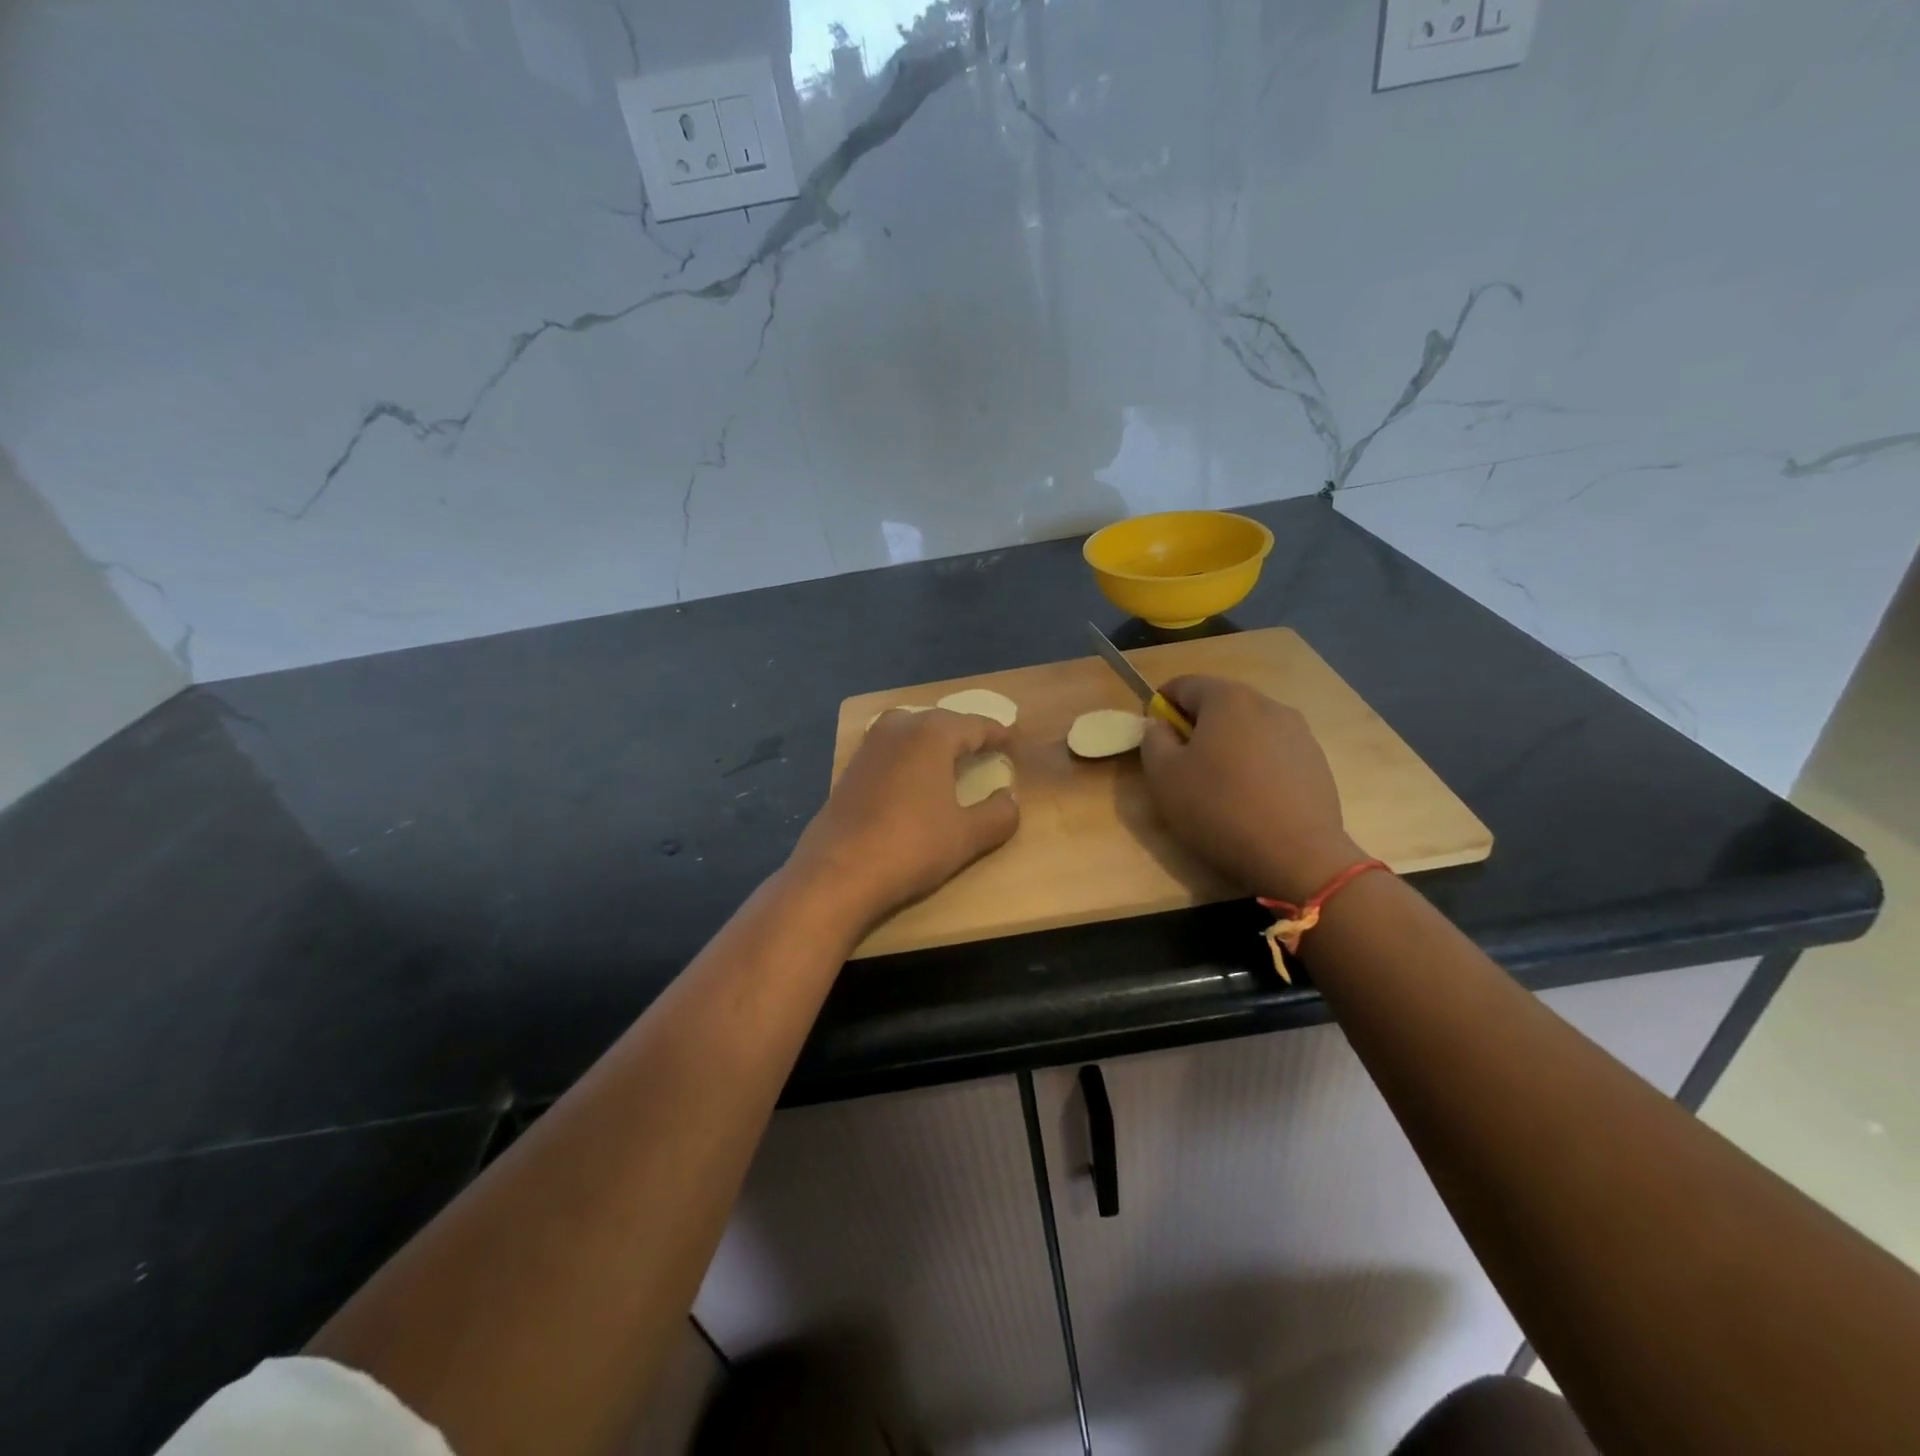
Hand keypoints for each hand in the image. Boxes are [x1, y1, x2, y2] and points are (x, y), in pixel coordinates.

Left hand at [788, 708, 1020, 927]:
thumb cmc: (910, 847)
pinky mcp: (850, 769)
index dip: (999, 733)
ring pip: (910, 730)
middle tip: (986, 747)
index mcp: (932, 734)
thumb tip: (1010, 798)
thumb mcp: (967, 836)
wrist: (837, 873)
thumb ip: (998, 814)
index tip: (1016, 741)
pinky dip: (909, 756)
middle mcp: (899, 728)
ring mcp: (869, 747)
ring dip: (933, 741)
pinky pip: (890, 750)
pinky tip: (914, 779)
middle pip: (941, 721)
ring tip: (951, 759)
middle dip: (965, 732)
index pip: (975, 725)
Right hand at [1141, 674, 1360, 901]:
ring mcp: (1298, 732)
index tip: (1154, 738)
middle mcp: (1267, 704)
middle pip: (1219, 704)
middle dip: (1196, 726)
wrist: (1297, 855)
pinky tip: (1251, 800)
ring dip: (1228, 746)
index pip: (1183, 685)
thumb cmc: (1219, 808)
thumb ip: (1153, 739)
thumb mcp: (1164, 776)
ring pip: (1248, 728)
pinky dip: (1256, 765)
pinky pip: (1273, 752)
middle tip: (1182, 766)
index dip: (1160, 706)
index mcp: (1227, 699)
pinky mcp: (1316, 761)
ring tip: (1219, 786)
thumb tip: (1160, 725)